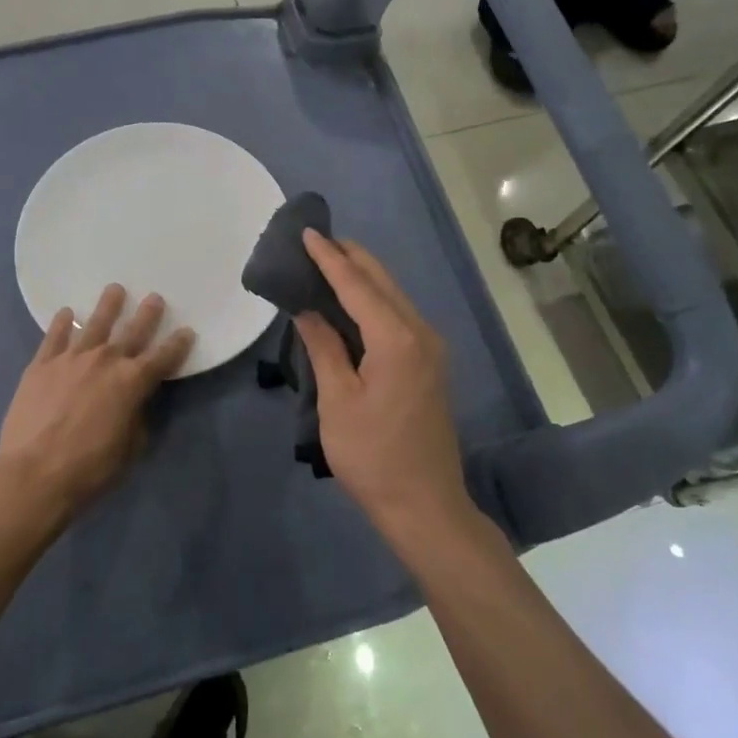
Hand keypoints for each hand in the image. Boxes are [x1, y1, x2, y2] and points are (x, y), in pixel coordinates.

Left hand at [0, 285, 192, 523]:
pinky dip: (62, 323)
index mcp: (132, 383)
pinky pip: (55, 336)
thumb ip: (136, 418)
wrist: (34, 472)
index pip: (163, 357)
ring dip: (108, 305)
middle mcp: (106, 361)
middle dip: (147, 314)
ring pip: (95, 324)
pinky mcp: (42, 364)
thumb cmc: (89, 468)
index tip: (187, 331)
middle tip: (155, 298)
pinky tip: (67, 313)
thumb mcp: (129, 449)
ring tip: (115, 289)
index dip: (178, 345)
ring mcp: (71, 358)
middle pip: (132, 331)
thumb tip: (134, 404)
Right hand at [294, 230, 471, 535]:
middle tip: (314, 241)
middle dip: (348, 257)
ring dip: (361, 276)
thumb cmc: (373, 456)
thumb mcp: (338, 401)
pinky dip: (372, 299)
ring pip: (393, 295)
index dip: (329, 258)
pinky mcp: (429, 363)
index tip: (306, 232)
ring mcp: (430, 348)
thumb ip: (323, 347)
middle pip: (381, 281)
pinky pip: (398, 315)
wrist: (424, 505)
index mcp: (397, 339)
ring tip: (326, 262)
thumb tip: (306, 309)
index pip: (357, 285)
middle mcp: (420, 333)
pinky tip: (350, 301)